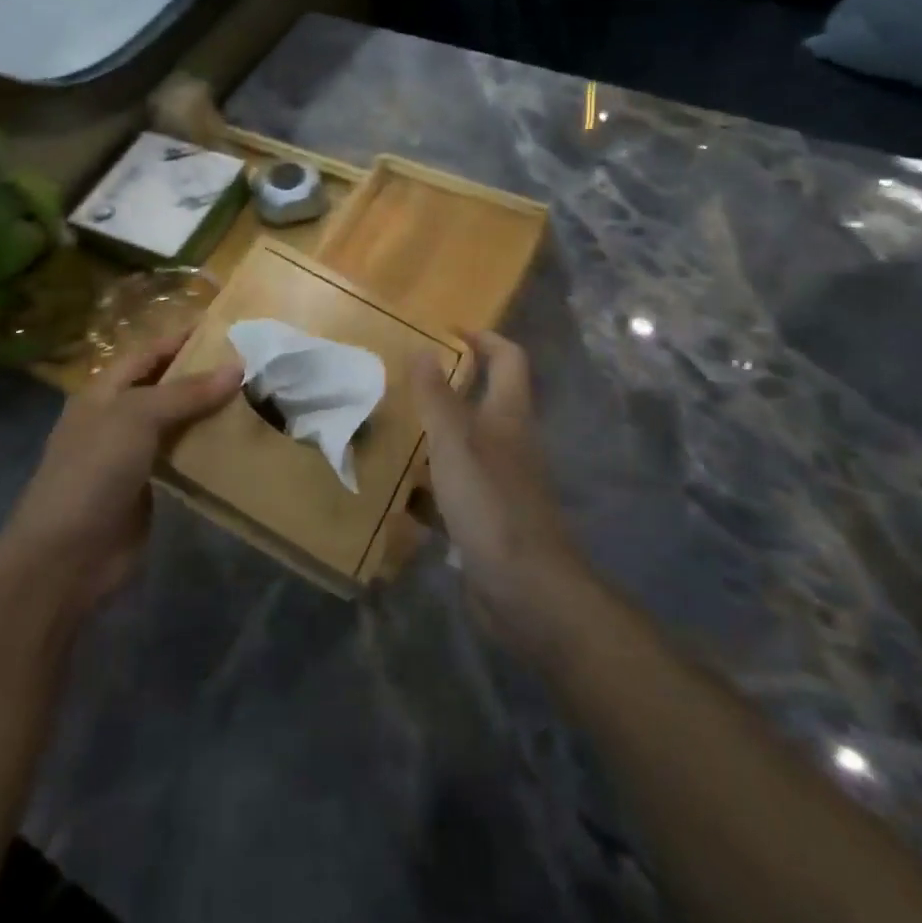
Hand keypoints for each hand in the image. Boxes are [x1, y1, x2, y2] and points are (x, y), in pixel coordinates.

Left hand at [0, 333, 240, 614]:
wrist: (67, 556)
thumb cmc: (94, 471)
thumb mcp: (138, 418)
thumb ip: (187, 392)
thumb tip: (238, 367)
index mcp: (103, 392)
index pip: (148, 353)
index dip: (181, 337)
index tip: (223, 326)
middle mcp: (116, 418)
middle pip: (164, 386)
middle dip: (201, 374)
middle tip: (250, 362)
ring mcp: (131, 455)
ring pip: (176, 422)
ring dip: (208, 411)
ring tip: (254, 396)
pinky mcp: (148, 487)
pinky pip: (182, 457)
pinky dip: (206, 447)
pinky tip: (238, 441)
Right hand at [411, 331, 589, 656]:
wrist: (528, 592)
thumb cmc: (491, 504)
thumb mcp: (454, 443)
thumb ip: (436, 396)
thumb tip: (423, 347)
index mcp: (509, 415)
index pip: (508, 358)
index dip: (483, 338)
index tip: (446, 330)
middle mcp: (510, 442)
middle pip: (485, 400)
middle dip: (448, 387)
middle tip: (405, 381)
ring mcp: (501, 482)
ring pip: (465, 446)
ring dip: (434, 436)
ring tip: (393, 430)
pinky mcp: (488, 518)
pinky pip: (454, 490)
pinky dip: (429, 486)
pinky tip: (398, 492)